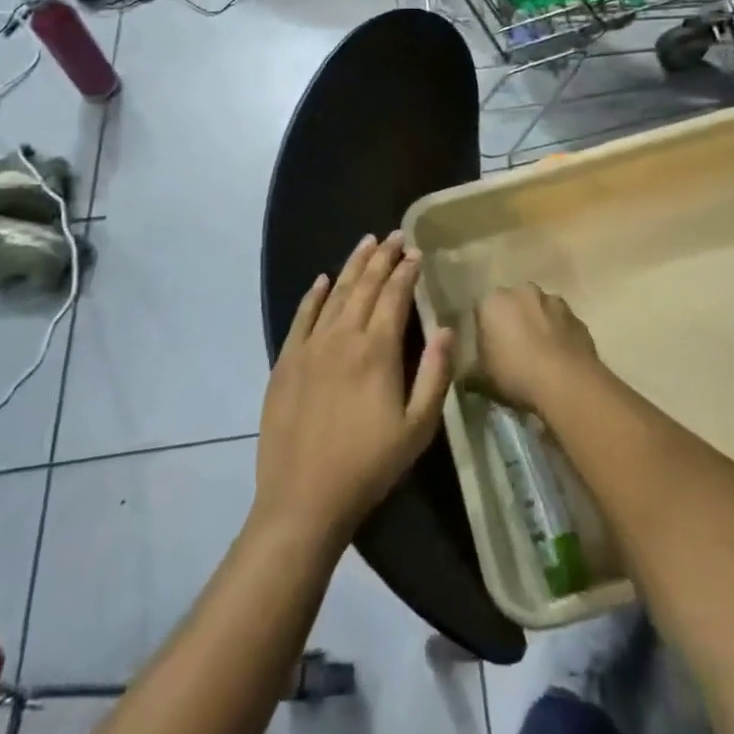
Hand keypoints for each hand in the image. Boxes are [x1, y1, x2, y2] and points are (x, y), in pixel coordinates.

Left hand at [254, 234, 453, 547]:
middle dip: (382, 257)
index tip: (416, 252)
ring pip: (334, 293)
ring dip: (352, 266)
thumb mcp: (418, 428)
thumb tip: (447, 329)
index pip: (395, 296)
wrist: (304, 498)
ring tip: (366, 243)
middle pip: (365, 286)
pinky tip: (321, 280)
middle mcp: (343, 337)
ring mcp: (310, 346)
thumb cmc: (369, 466)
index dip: (407, 271)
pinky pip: (302, 316)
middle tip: (394, 235)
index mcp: (377, 350)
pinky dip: (313, 295)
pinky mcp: (286, 360)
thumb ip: (435, 374)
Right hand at [474, 283, 599, 414]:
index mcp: (493, 301)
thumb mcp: (482, 379)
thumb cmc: (516, 375)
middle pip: (512, 304)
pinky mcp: (577, 316)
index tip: (488, 349)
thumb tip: (466, 376)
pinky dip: (559, 334)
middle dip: (512, 320)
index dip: (484, 330)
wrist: (567, 383)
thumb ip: (471, 371)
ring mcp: (553, 301)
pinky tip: (559, 358)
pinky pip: (561, 323)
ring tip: (539, 355)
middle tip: (513, 350)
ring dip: (538, 324)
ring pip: (539, 310)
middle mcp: (522, 291)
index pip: (481, 310)